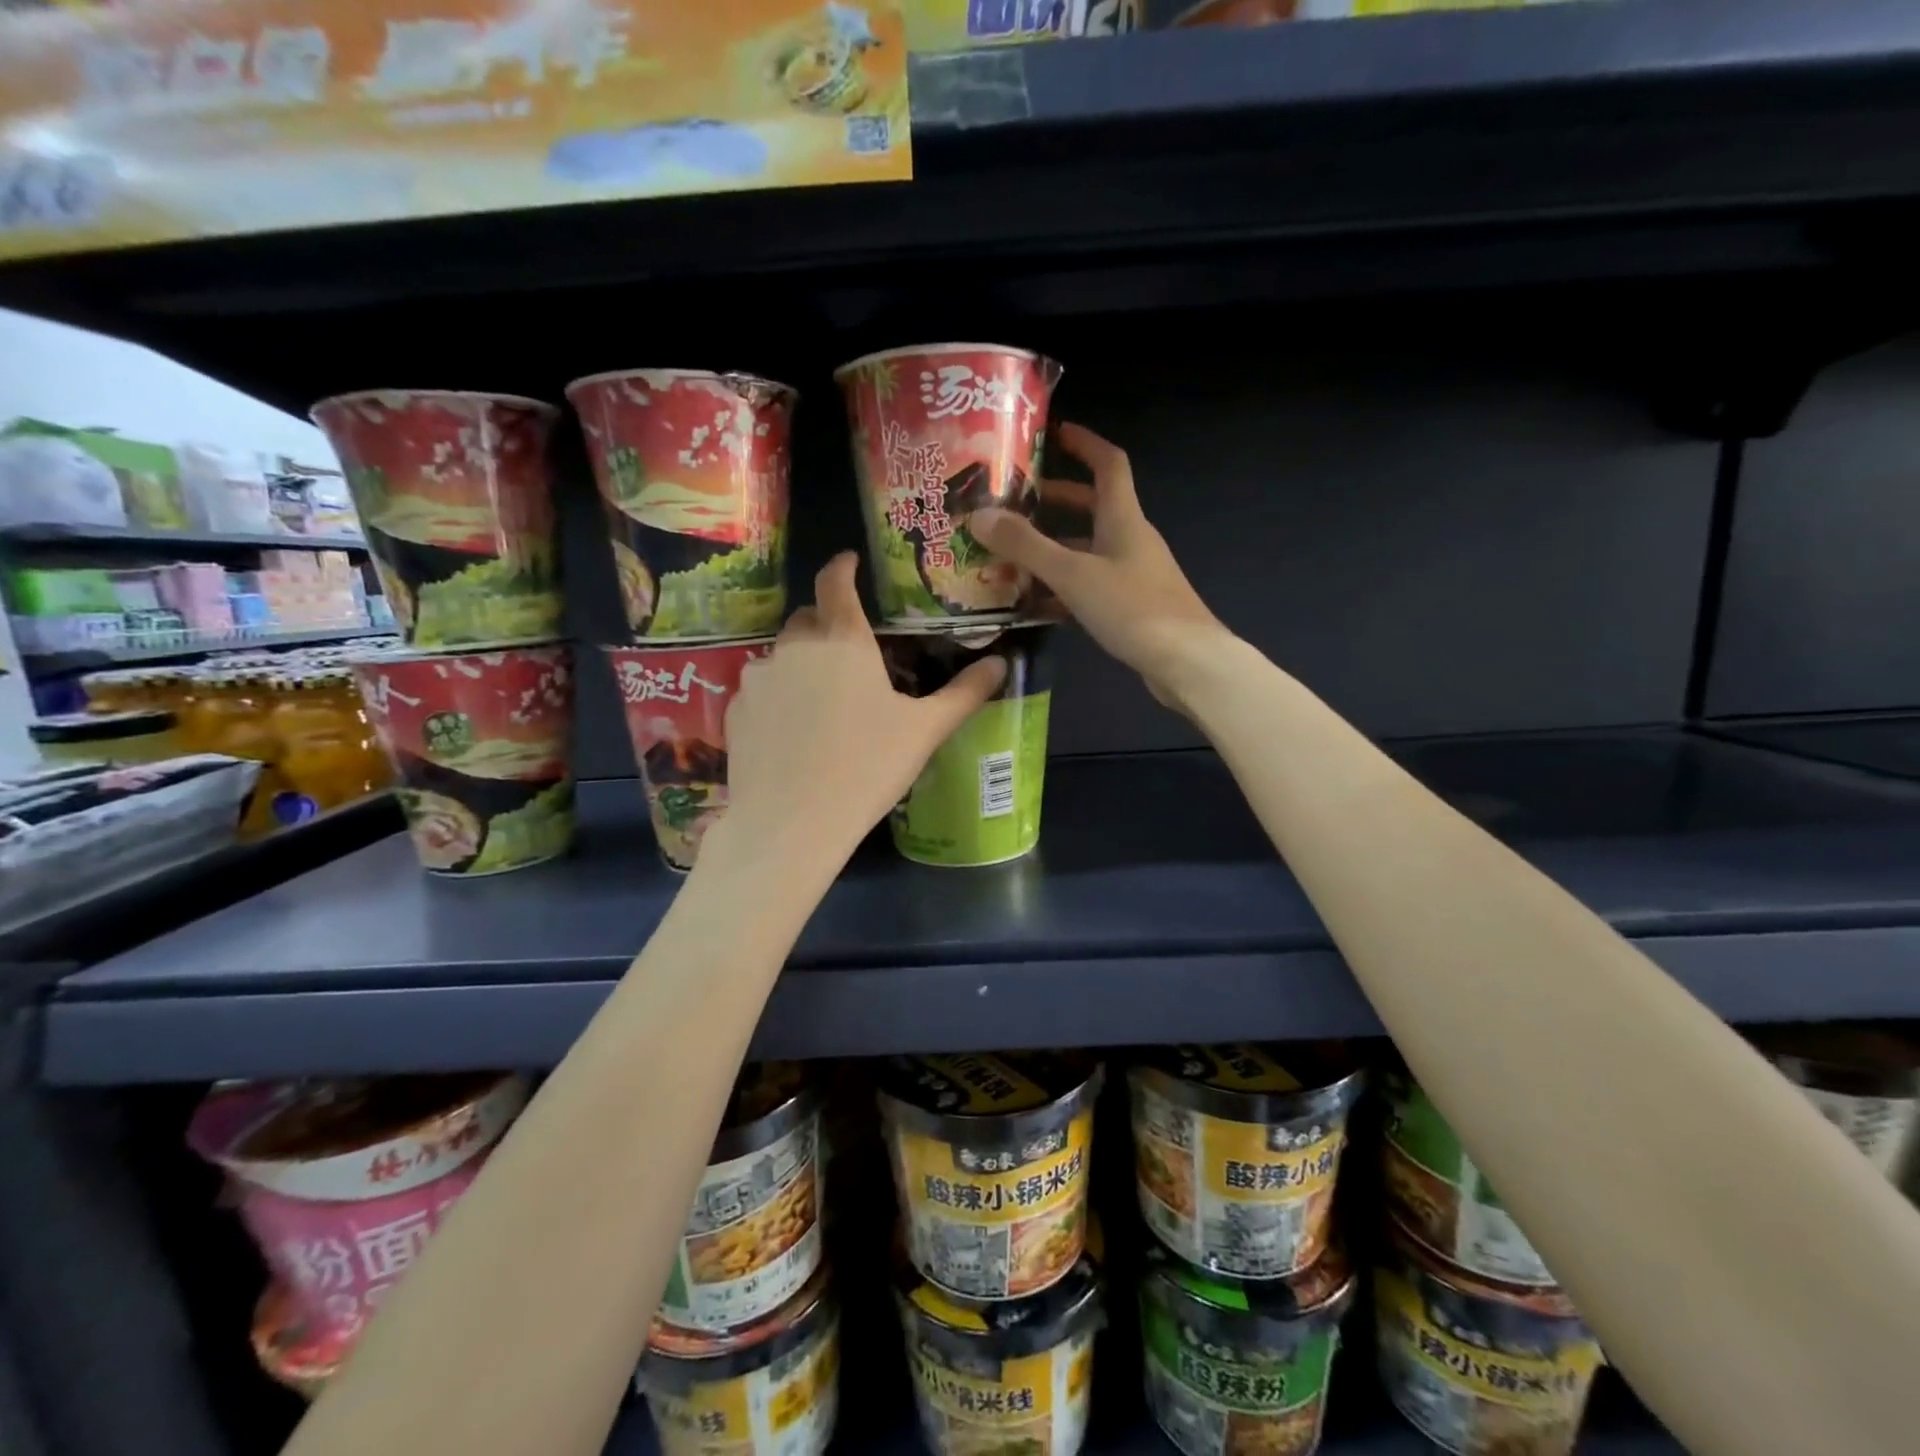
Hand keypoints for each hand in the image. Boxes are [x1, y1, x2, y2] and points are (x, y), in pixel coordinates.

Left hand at [711, 553, 1006, 869]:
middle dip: (827, 622)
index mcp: (843, 641)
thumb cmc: (867, 768)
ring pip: (783, 655)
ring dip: (802, 663)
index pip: (835, 582)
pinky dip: (778, 696)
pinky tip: (793, 732)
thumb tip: (1001, 664)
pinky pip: (761, 689)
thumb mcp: (924, 731)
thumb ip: (964, 693)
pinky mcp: (735, 709)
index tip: (850, 562)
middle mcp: (795, 647)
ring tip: (823, 702)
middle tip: (849, 652)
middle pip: (808, 617)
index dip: (842, 566)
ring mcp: (759, 677)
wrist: (791, 823)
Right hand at [969, 423, 1223, 702]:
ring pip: (1088, 550)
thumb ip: (1026, 546)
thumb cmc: (1133, 607)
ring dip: (1053, 549)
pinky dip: (1063, 588)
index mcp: (1123, 518)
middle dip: (1055, 501)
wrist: (1187, 662)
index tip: (1056, 432)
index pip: (1108, 464)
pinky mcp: (1131, 606)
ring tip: (1011, 555)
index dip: (1084, 443)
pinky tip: (1034, 604)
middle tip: (1015, 502)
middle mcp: (1130, 539)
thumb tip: (979, 516)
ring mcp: (1133, 574)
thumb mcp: (1073, 574)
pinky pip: (1090, 586)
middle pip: (1092, 508)